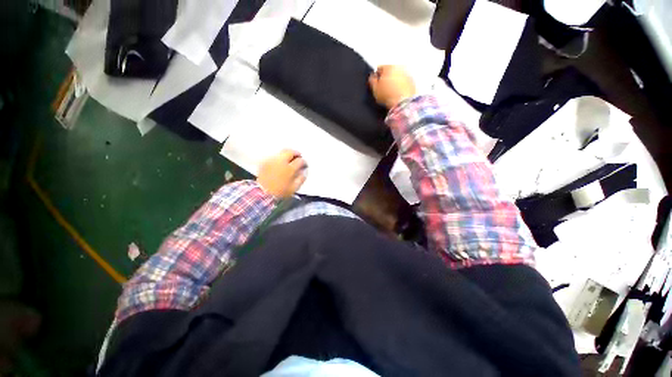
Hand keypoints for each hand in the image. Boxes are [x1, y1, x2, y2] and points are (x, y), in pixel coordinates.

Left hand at [256, 149, 306, 198]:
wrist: (263, 193)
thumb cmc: (280, 192)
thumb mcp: (294, 188)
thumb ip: (301, 179)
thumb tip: (304, 173)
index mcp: (290, 169)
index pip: (300, 161)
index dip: (304, 162)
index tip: (305, 165)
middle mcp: (281, 162)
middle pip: (290, 152)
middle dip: (296, 153)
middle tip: (299, 156)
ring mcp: (272, 161)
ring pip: (282, 152)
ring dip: (288, 153)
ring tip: (290, 158)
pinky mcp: (265, 162)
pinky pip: (274, 156)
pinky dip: (279, 157)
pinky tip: (280, 162)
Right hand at [368, 65, 415, 108]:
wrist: (403, 103)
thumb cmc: (389, 96)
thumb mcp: (375, 90)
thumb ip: (372, 81)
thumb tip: (372, 77)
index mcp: (389, 67)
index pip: (379, 68)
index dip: (376, 77)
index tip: (376, 84)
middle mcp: (399, 67)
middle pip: (390, 71)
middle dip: (386, 78)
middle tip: (384, 89)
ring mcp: (407, 74)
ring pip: (397, 76)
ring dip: (394, 81)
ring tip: (391, 93)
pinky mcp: (412, 82)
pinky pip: (404, 82)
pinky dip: (401, 86)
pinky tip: (397, 94)